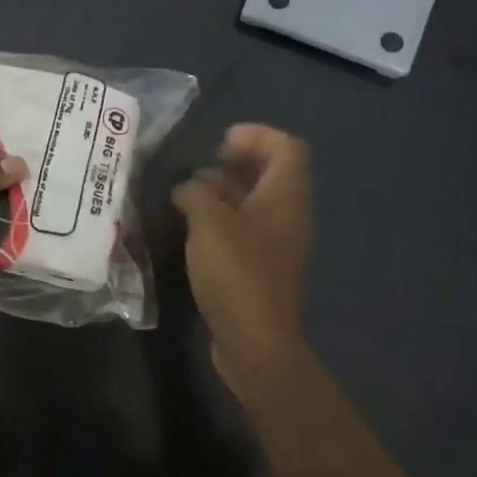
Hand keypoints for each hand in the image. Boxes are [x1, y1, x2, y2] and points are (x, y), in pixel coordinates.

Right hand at [172, 124, 312, 391]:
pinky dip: (222, 217)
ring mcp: (275, 243)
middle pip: (272, 173)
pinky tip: (192, 227)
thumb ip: (196, 194)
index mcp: (285, 197)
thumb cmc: (236, 273)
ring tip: (189, 194)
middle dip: (238, 161)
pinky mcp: (260, 266)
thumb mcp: (209, 223)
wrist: (255, 341)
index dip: (257, 135)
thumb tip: (188, 188)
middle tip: (203, 166)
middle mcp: (287, 215)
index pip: (287, 148)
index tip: (221, 141)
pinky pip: (245, 227)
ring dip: (226, 190)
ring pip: (256, 201)